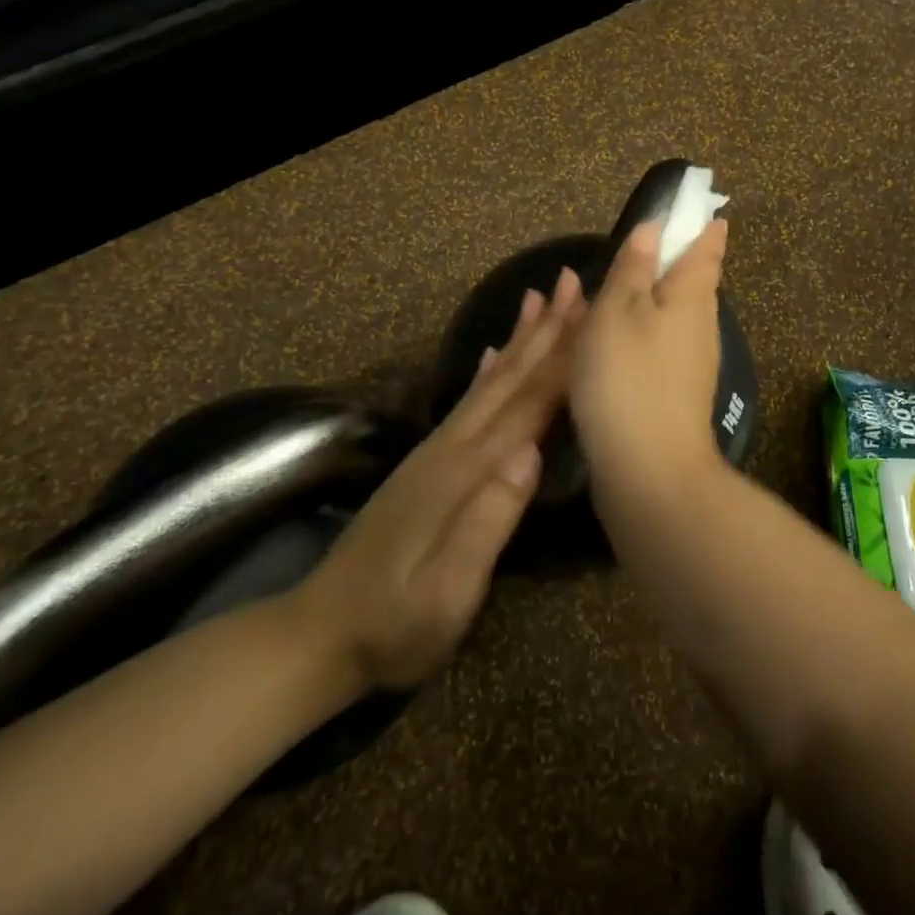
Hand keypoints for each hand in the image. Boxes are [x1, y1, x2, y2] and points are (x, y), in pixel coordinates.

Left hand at [301, 266, 584, 690]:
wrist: (318, 634)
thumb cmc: (393, 626)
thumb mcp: (446, 594)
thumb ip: (487, 522)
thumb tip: (531, 452)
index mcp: (465, 472)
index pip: (527, 405)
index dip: (565, 359)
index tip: (596, 314)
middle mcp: (452, 447)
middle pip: (509, 377)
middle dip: (546, 329)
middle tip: (573, 280)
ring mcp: (437, 451)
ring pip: (490, 381)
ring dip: (520, 337)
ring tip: (539, 297)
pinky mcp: (428, 463)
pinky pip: (468, 401)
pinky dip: (486, 369)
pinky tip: (493, 350)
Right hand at [569, 216, 728, 498]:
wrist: (649, 471)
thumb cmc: (628, 377)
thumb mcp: (618, 311)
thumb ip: (633, 267)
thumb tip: (654, 228)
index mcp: (692, 294)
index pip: (707, 246)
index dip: (702, 224)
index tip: (698, 207)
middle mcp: (701, 324)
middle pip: (692, 280)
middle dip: (673, 260)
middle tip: (644, 243)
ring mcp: (692, 362)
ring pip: (674, 315)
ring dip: (652, 297)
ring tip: (620, 286)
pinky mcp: (676, 393)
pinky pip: (661, 345)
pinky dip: (642, 331)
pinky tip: (617, 338)